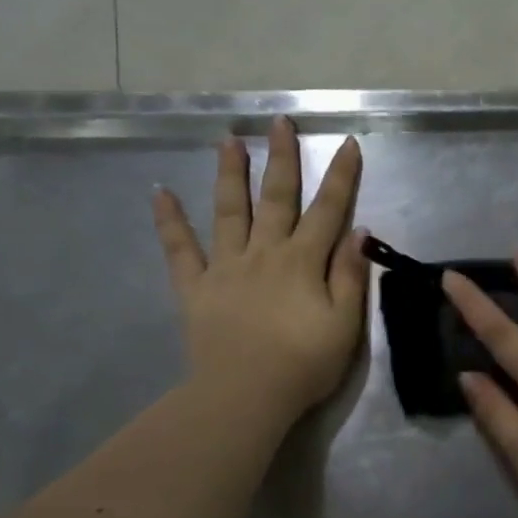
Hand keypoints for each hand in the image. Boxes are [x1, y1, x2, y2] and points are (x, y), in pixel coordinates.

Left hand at [152, 117, 368, 420]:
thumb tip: (359, 231)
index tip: (348, 143)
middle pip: (276, 198)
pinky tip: (159, 192)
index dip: (341, 176)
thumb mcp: (345, 324)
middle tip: (280, 122)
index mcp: (303, 262)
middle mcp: (264, 253)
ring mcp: (226, 267)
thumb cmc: (304, 363)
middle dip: (282, 158)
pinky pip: (179, 249)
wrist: (245, 395)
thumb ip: (350, 276)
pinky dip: (169, 220)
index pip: (328, 210)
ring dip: (230, 174)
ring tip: (228, 140)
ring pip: (229, 211)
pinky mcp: (196, 288)